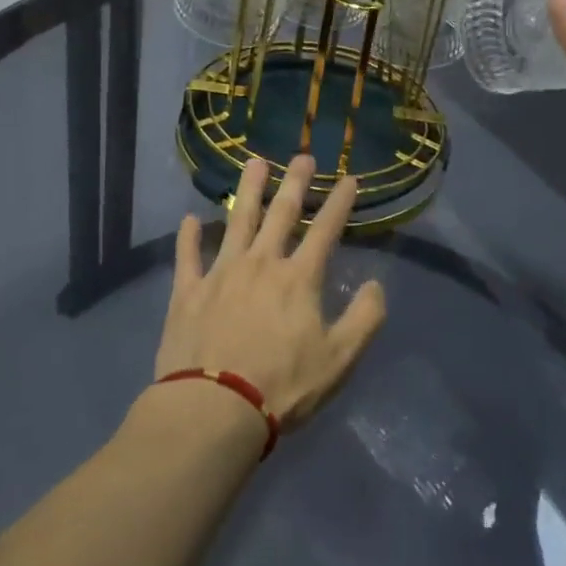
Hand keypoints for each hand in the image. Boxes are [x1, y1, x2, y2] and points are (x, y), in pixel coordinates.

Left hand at [154, 155, 386, 427]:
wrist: (215, 408)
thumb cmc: (283, 386)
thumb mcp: (339, 360)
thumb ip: (364, 319)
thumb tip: (376, 286)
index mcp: (299, 278)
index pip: (326, 230)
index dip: (340, 203)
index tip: (349, 178)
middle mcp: (261, 263)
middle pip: (281, 213)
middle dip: (295, 182)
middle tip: (302, 156)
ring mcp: (221, 273)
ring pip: (236, 221)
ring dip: (247, 190)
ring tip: (254, 163)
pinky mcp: (188, 291)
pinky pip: (188, 256)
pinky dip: (188, 237)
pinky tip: (189, 219)